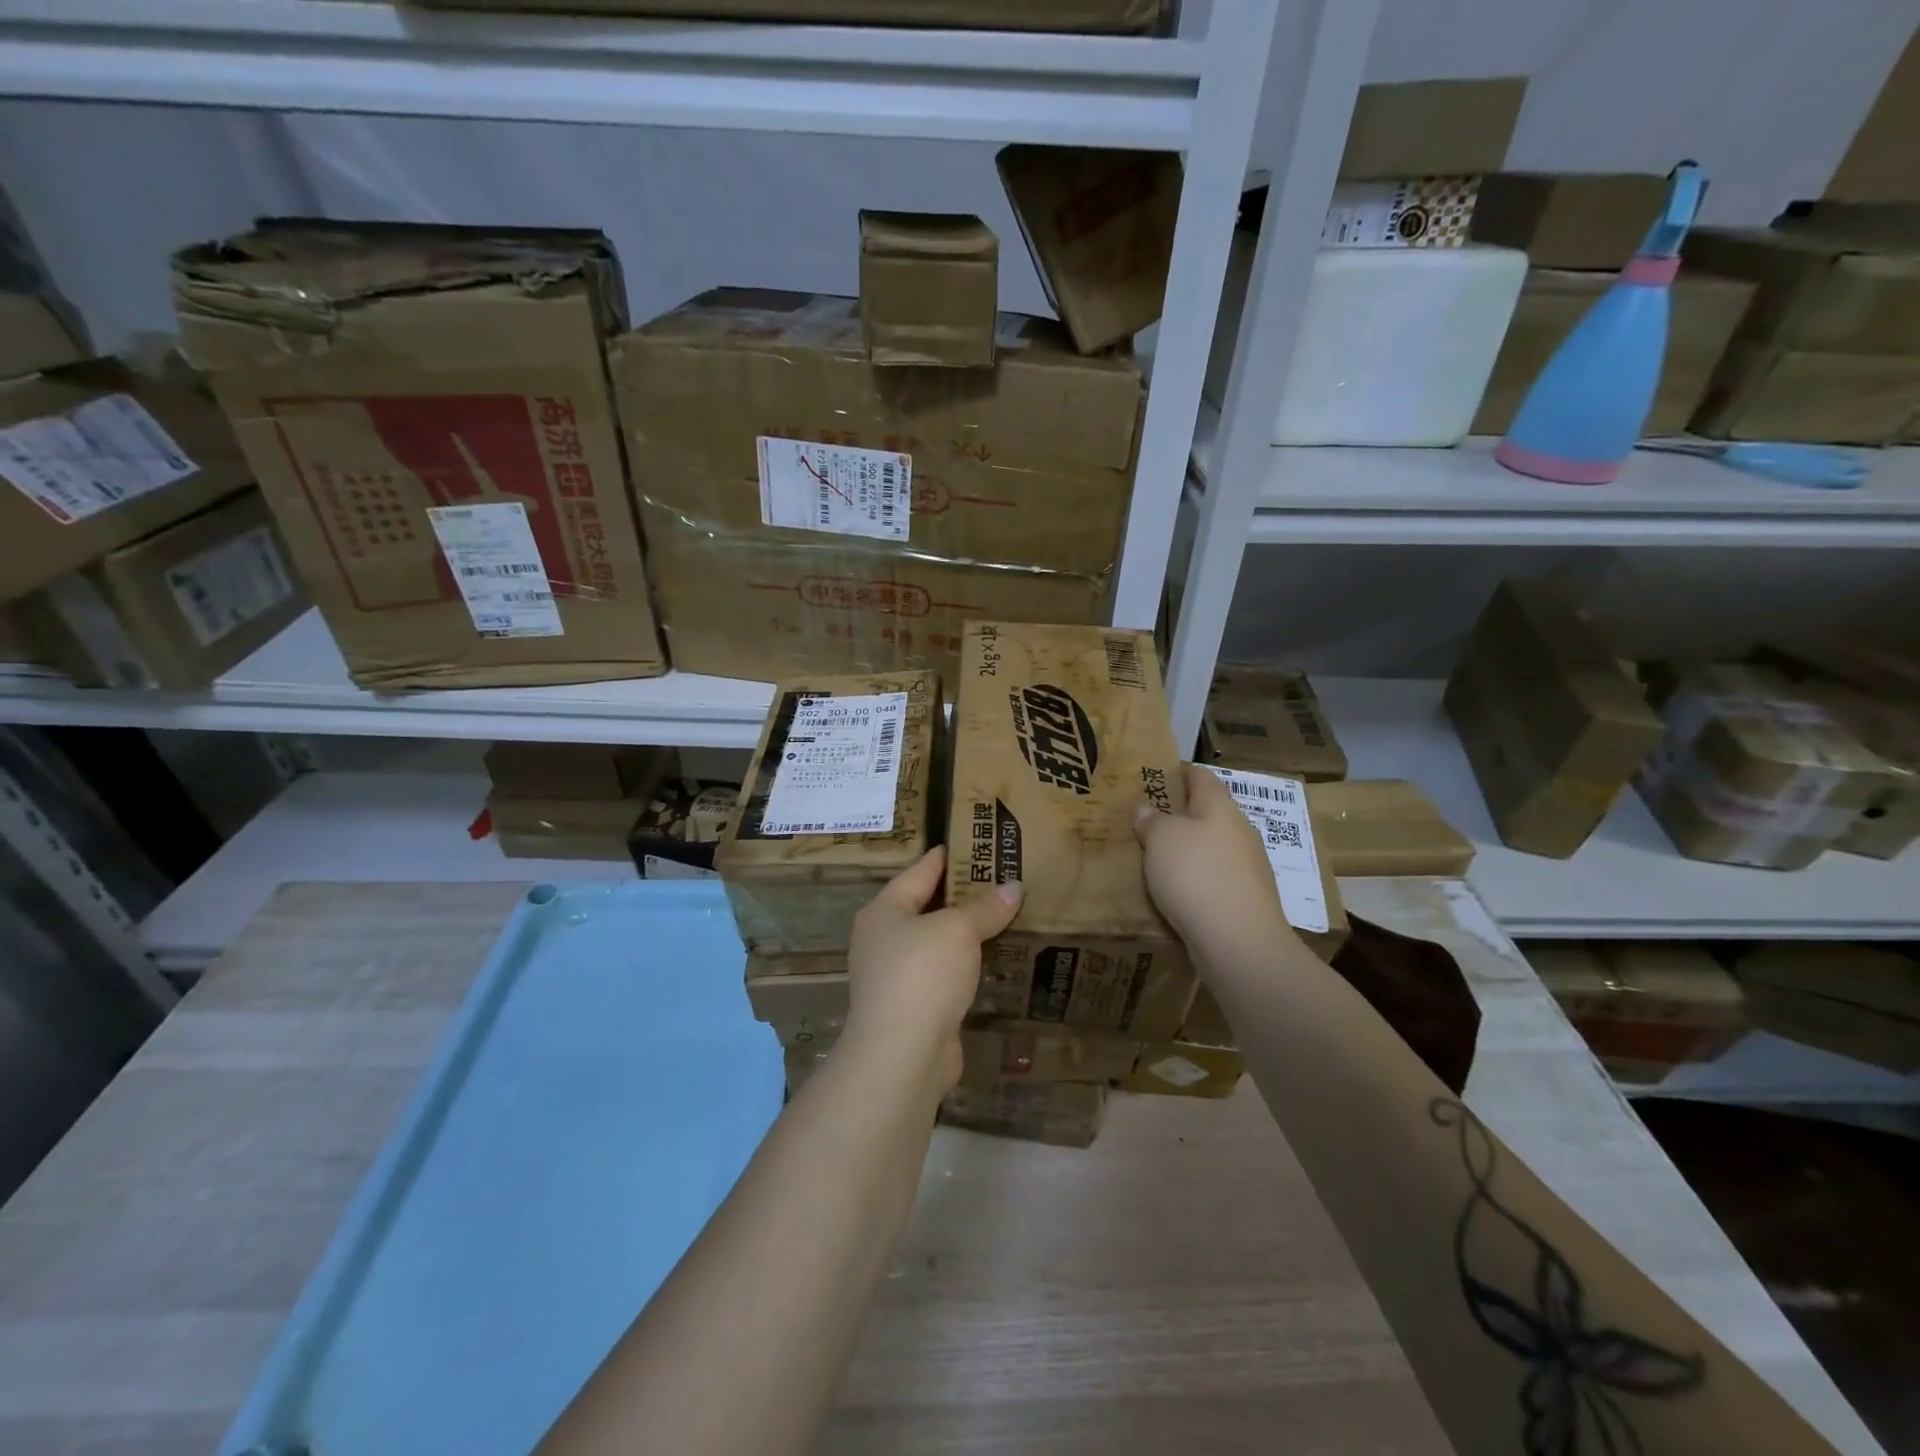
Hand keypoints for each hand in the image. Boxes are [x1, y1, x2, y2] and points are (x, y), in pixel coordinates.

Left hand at [843, 847, 1023, 1090]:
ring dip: (967, 933)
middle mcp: (884, 940)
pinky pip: (946, 974)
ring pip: (938, 943)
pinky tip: (994, 959)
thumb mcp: (958, 930)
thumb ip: (985, 908)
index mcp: (884, 911)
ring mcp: (897, 976)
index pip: (919, 872)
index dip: (947, 857)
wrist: (902, 1055)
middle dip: (963, 896)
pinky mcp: (915, 1007)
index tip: (972, 843)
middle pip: (928, 907)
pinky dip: (967, 965)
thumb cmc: (922, 974)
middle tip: (1001, 878)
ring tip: (1005, 914)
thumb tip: (1015, 887)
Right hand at [1134, 764, 1297, 959]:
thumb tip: (1147, 809)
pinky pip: (1214, 881)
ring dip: (1187, 852)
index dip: (1178, 773)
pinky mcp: (1245, 901)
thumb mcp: (1161, 839)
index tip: (1153, 777)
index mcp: (1220, 807)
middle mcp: (1239, 831)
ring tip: (1154, 860)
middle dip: (1179, 816)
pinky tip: (1174, 894)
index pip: (1200, 776)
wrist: (1239, 942)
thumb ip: (1152, 821)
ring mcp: (1247, 868)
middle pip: (1208, 814)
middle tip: (1144, 823)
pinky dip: (1194, 881)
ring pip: (1211, 849)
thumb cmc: (1196, 875)